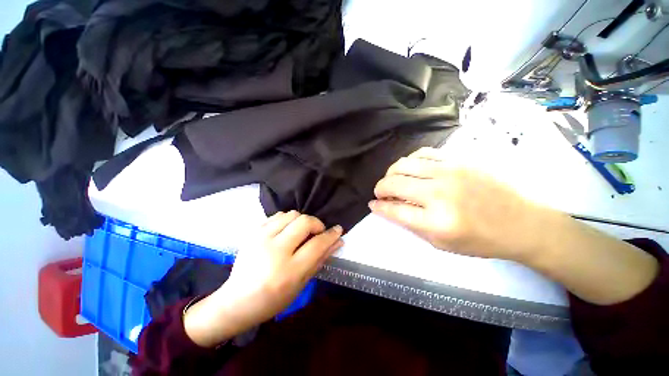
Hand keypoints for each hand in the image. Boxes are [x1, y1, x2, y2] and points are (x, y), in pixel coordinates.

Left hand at [184, 211, 342, 346]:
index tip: (338, 230)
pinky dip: (288, 220)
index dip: (331, 235)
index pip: (317, 244)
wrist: (237, 301)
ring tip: (301, 233)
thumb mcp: (301, 284)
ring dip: (302, 221)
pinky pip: (277, 216)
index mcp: (289, 270)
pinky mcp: (253, 233)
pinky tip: (287, 232)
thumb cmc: (273, 299)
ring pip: (291, 214)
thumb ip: (320, 259)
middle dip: (317, 224)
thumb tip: (337, 242)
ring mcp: (261, 238)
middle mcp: (275, 250)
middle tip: (317, 233)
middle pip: (304, 222)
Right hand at [369, 147, 544, 261]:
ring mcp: (449, 172)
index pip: (393, 210)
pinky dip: (410, 161)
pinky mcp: (458, 160)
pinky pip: (422, 153)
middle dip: (380, 188)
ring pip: (403, 164)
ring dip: (391, 173)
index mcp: (436, 222)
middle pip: (393, 183)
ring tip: (392, 180)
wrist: (522, 222)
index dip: (378, 207)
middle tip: (381, 193)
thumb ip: (410, 224)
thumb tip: (387, 208)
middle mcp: (439, 193)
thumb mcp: (440, 243)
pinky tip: (411, 169)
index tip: (372, 204)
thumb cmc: (480, 240)